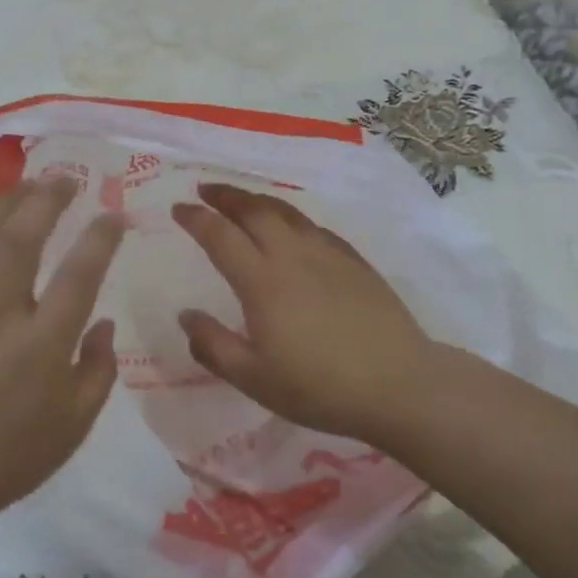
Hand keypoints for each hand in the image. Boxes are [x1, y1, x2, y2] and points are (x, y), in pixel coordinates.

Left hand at [0, 178, 124, 553]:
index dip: (101, 237)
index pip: (79, 274)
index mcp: (41, 345)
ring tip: (22, 186)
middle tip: (64, 180)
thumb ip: (98, 370)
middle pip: (20, 238)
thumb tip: (104, 323)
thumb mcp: (73, 427)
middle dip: (46, 199)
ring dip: (1, 202)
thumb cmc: (7, 457)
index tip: (114, 216)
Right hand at [171, 183, 438, 447]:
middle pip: (253, 210)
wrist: (399, 385)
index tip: (178, 209)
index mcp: (262, 281)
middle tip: (205, 191)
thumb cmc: (319, 387)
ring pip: (285, 212)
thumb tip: (186, 315)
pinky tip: (290, 228)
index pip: (220, 235)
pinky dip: (290, 217)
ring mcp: (327, 253)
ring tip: (240, 199)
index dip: (196, 218)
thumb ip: (213, 345)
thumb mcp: (254, 378)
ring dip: (256, 200)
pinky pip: (312, 226)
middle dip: (225, 196)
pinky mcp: (353, 261)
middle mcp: (291, 255)